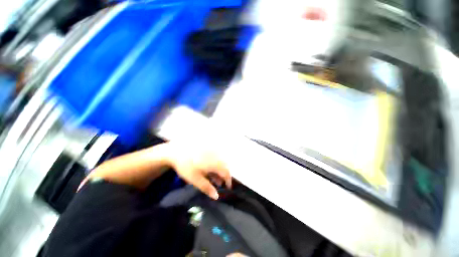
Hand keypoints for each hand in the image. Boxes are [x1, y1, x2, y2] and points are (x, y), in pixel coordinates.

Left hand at [167, 140, 231, 199]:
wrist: (177, 151)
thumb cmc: (186, 167)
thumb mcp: (195, 179)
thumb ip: (207, 188)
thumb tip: (217, 196)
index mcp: (214, 163)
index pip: (226, 172)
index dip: (228, 180)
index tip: (227, 187)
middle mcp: (215, 155)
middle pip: (225, 166)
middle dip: (224, 175)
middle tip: (219, 182)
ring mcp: (212, 151)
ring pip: (221, 161)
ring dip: (220, 169)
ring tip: (214, 176)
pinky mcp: (209, 148)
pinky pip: (216, 156)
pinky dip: (216, 163)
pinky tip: (210, 167)